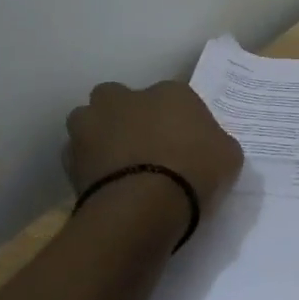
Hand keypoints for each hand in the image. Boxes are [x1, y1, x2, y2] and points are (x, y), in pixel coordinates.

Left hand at [62, 80, 244, 214]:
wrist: (142, 208)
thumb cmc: (195, 172)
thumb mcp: (228, 157)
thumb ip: (215, 143)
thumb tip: (206, 147)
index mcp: (171, 92)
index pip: (175, 98)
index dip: (178, 121)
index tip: (184, 144)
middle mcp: (127, 98)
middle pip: (121, 98)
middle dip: (126, 115)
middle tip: (142, 145)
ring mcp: (93, 124)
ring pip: (90, 121)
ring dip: (99, 136)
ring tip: (116, 166)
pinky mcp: (69, 158)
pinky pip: (77, 156)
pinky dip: (88, 167)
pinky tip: (104, 186)